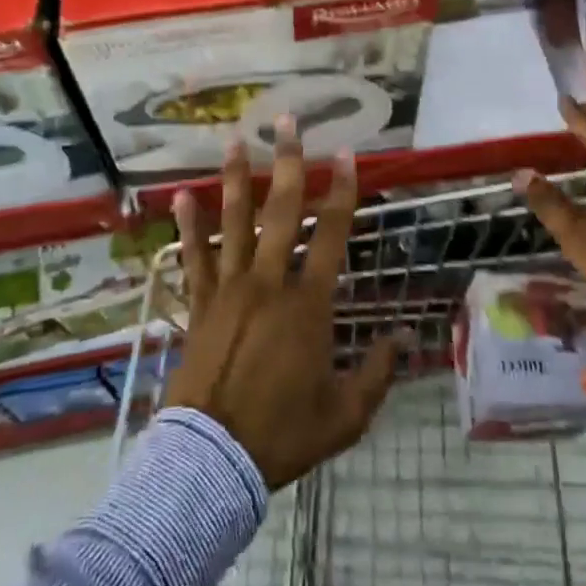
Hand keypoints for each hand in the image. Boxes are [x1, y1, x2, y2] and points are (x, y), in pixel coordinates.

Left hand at [165, 121, 401, 490]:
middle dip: (287, 163)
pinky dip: (188, 225)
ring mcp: (228, 289)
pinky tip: (181, 195)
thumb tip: (404, 338)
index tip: (347, 155)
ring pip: (233, 223)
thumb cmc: (282, 435)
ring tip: (234, 139)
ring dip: (235, 179)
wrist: (210, 463)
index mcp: (308, 304)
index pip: (331, 234)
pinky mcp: (199, 304)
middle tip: (286, 123)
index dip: (342, 191)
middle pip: (280, 212)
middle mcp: (268, 283)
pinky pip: (193, 257)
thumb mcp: (344, 415)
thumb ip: (377, 372)